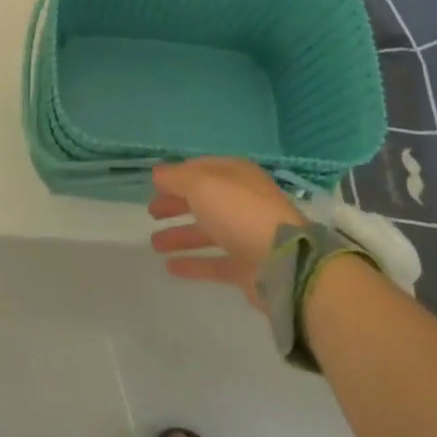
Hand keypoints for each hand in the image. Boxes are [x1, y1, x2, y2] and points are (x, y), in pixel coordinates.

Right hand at [148, 158, 305, 310]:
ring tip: (154, 244)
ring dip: (180, 235)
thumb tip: (157, 174)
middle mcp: (242, 201)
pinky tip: (170, 267)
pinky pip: (215, 262)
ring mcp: (246, 235)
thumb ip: (176, 178)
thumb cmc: (239, 212)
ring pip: (207, 232)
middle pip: (203, 200)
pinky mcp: (248, 267)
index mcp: (236, 175)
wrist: (284, 263)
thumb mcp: (201, 185)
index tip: (154, 185)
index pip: (202, 169)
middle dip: (176, 204)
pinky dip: (193, 263)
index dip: (177, 175)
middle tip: (151, 212)